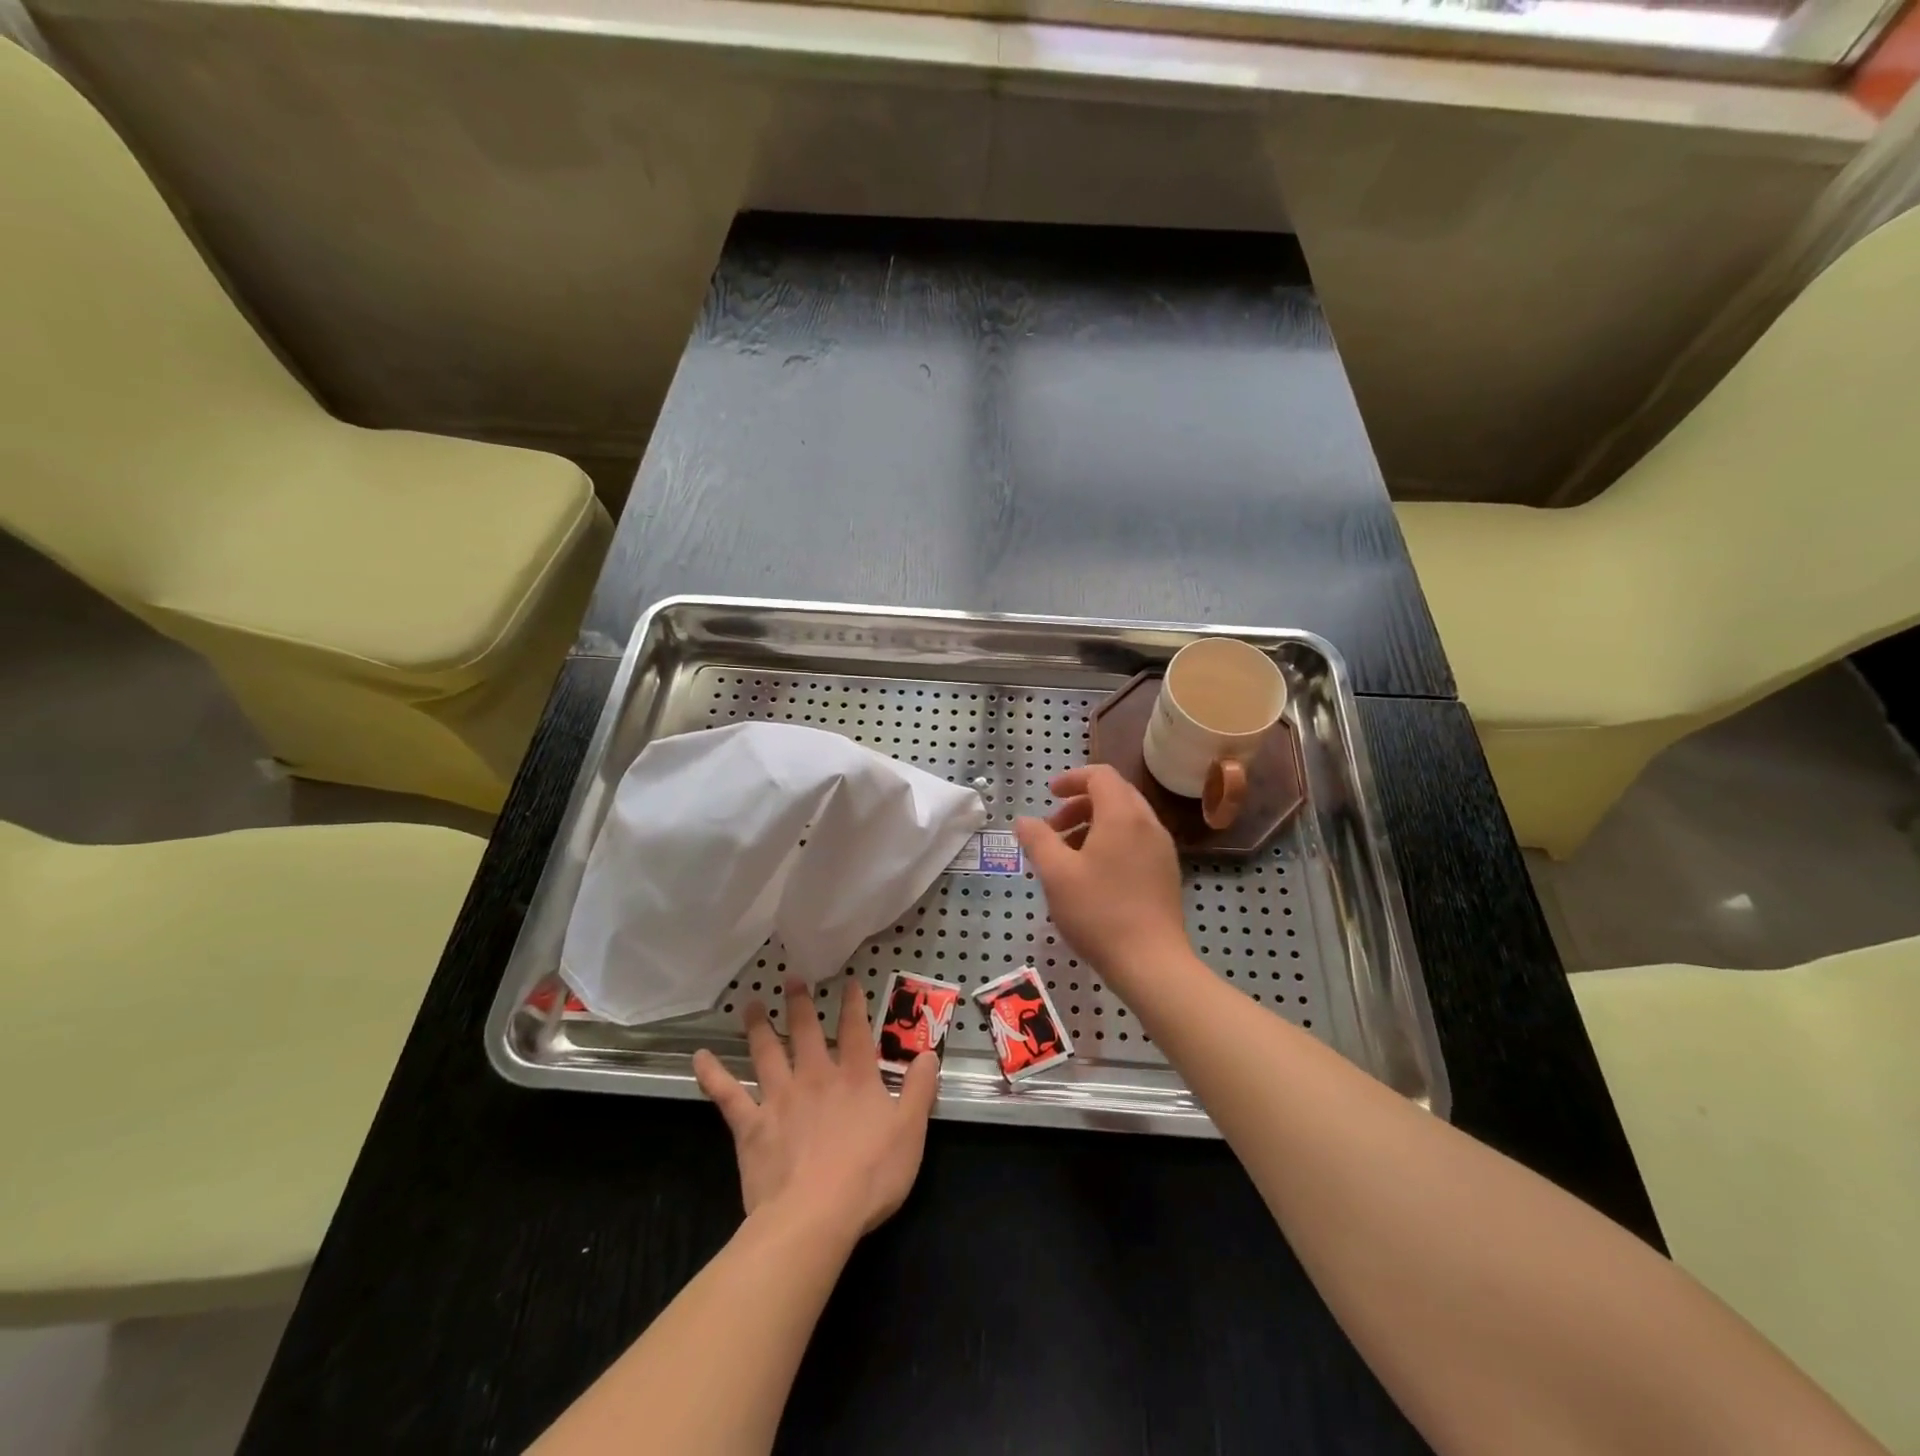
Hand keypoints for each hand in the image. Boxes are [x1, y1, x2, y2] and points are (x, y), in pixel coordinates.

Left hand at [693, 977, 937, 1238]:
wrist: (815, 1216)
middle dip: (801, 1003)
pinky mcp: (751, 1126)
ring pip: (767, 1052)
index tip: (848, 982)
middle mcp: (815, 1077)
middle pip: (806, 1031)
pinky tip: (699, 1057)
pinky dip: (712, 1075)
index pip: (855, 1031)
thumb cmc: (870, 1175)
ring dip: (758, 1026)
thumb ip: (919, 1089)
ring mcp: (780, 1098)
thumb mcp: (911, 1131)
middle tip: (792, 977)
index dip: (853, 1004)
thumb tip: (928, 1053)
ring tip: (751, 1004)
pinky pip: (728, 1095)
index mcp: (855, 1077)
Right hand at [1014, 765, 1189, 988]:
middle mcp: (1148, 824)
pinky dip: (1112, 841)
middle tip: (1054, 828)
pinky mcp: (1166, 873)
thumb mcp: (1056, 874)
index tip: (1049, 795)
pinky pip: (1137, 840)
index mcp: (1123, 815)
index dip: (1072, 778)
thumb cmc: (1098, 912)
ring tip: (1068, 854)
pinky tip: (1093, 874)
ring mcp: (1162, 849)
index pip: (1101, 775)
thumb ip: (1037, 840)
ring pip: (1126, 818)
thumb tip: (1024, 820)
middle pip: (1115, 794)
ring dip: (1095, 823)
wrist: (1151, 962)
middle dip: (1081, 803)